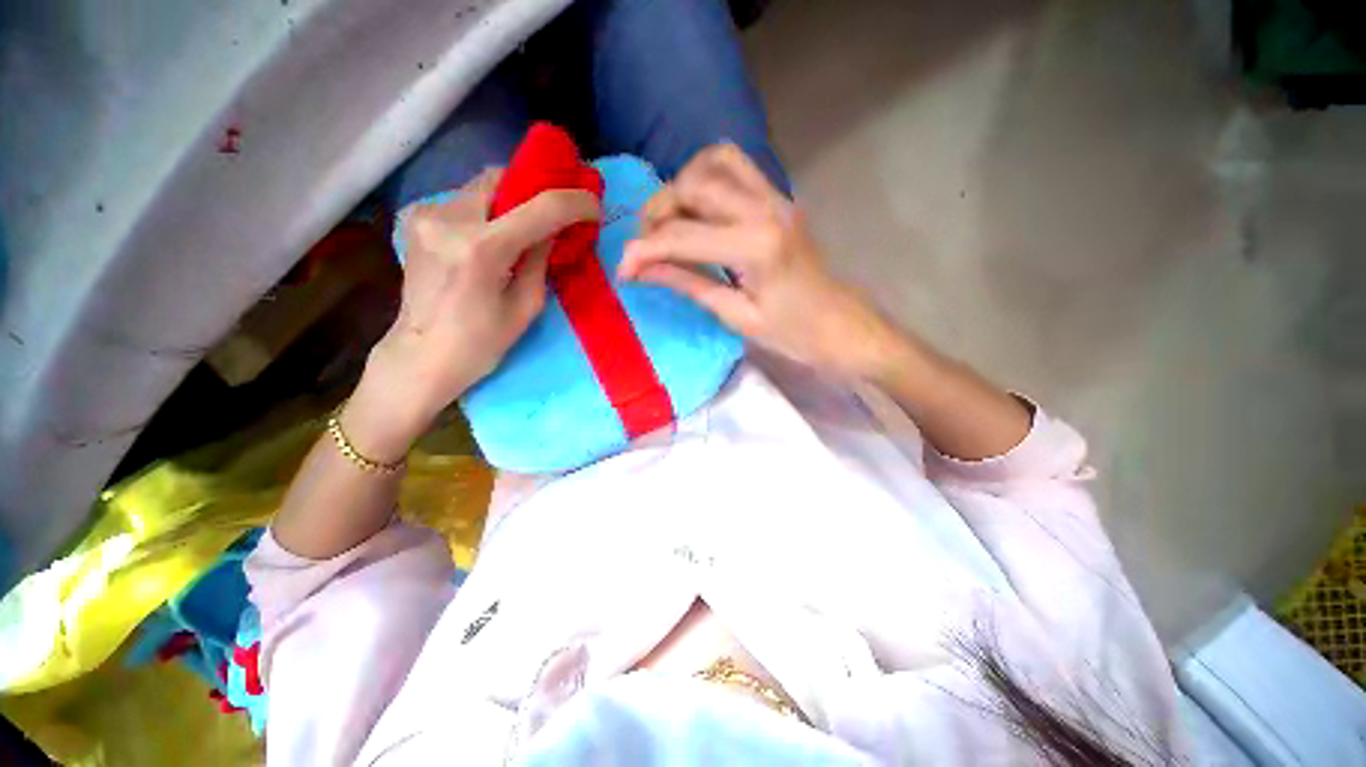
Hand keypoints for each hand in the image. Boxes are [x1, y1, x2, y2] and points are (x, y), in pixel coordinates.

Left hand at [352, 169, 600, 459]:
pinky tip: (496, 235)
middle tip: (558, 210)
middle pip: (502, 178)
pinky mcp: (417, 221)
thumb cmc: (481, 343)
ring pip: (481, 187)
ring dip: (511, 200)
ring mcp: (426, 216)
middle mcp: (448, 219)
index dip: (574, 201)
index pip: (541, 207)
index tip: (594, 205)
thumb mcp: (526, 306)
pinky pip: (464, 201)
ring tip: (528, 225)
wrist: (422, 356)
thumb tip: (555, 228)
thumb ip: (541, 259)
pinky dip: (489, 210)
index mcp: (481, 249)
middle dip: (535, 190)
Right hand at [619, 144, 896, 378]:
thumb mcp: (735, 316)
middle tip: (646, 243)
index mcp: (756, 248)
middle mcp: (766, 209)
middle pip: (693, 184)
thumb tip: (639, 268)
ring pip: (714, 160)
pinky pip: (737, 165)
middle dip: (658, 211)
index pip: (683, 237)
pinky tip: (697, 207)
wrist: (839, 325)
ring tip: (670, 221)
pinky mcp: (780, 197)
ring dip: (681, 185)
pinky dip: (706, 175)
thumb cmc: (792, 333)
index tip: (623, 269)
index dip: (645, 250)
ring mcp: (776, 197)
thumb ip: (687, 282)